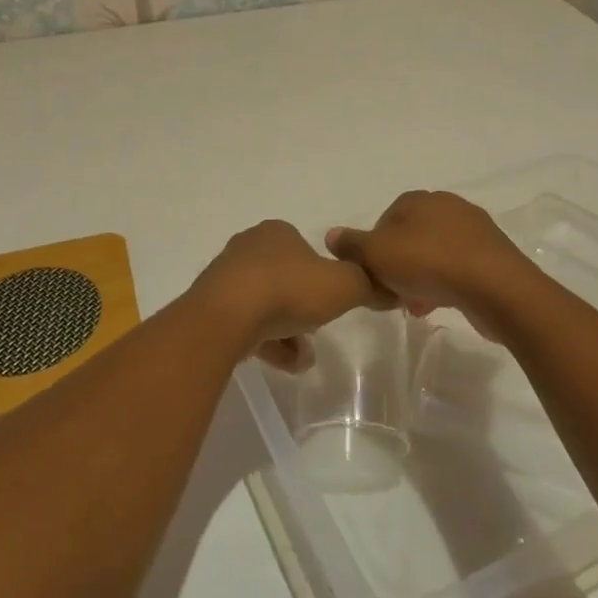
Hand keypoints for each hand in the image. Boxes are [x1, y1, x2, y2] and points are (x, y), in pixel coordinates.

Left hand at [191, 220, 395, 370]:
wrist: (226, 317)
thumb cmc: (288, 290)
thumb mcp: (344, 285)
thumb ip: (367, 284)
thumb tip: (386, 287)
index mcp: (277, 232)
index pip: (305, 249)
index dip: (322, 275)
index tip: (332, 300)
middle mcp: (249, 248)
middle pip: (285, 278)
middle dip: (303, 306)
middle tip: (319, 330)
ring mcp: (226, 278)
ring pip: (265, 304)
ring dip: (287, 330)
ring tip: (303, 359)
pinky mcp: (211, 308)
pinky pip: (246, 325)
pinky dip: (267, 342)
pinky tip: (285, 364)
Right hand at [326, 190, 545, 342]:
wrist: (496, 287)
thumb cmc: (430, 263)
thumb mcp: (378, 255)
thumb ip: (352, 245)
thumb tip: (332, 235)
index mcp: (419, 199)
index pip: (385, 219)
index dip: (373, 249)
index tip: (371, 275)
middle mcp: (446, 205)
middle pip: (410, 237)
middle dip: (398, 265)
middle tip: (390, 293)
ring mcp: (473, 229)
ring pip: (434, 253)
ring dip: (420, 277)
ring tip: (414, 306)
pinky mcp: (492, 254)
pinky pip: (458, 266)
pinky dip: (445, 282)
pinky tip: (439, 304)